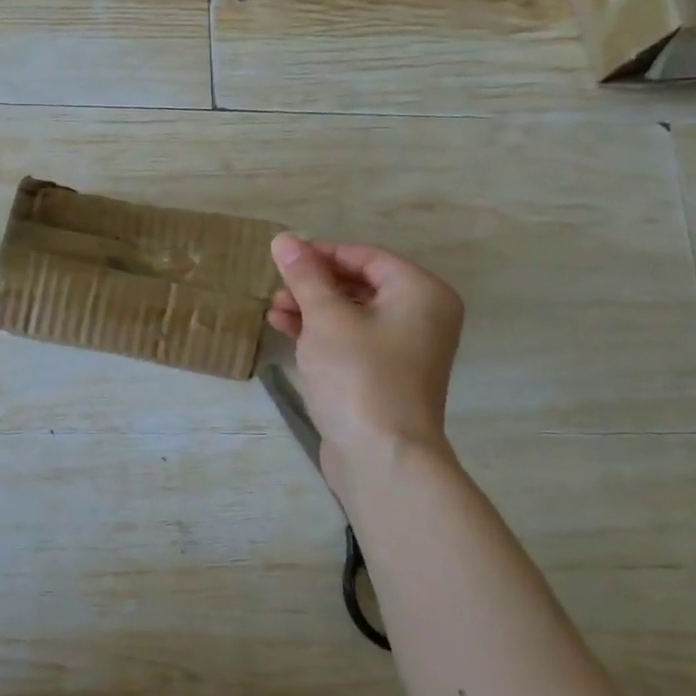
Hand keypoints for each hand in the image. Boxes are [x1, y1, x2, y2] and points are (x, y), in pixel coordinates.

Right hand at [268, 234, 463, 488]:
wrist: (383, 457)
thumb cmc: (359, 376)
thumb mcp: (326, 318)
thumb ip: (306, 276)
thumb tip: (284, 238)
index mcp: (420, 292)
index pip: (365, 256)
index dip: (321, 253)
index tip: (282, 258)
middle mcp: (421, 316)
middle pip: (360, 284)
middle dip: (314, 285)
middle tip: (276, 288)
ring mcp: (405, 349)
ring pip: (353, 314)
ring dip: (312, 309)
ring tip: (273, 310)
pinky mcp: (386, 376)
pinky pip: (352, 340)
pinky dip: (322, 333)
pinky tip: (285, 330)